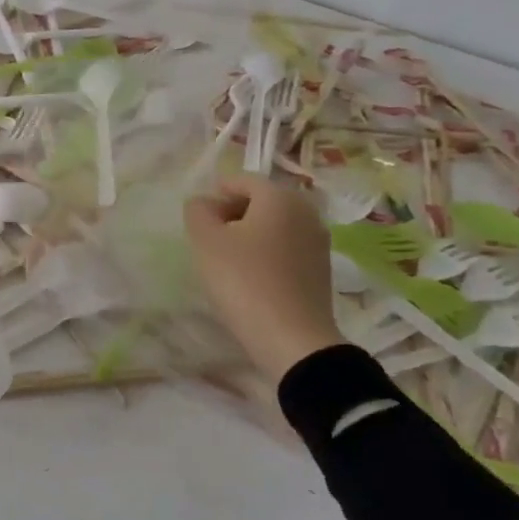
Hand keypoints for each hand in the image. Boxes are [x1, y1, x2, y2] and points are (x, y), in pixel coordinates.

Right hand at [184, 175, 342, 381]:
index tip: (199, 220)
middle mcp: (306, 212)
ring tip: (227, 260)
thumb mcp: (205, 239)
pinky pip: (286, 248)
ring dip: (249, 235)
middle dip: (232, 213)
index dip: (215, 195)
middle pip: (261, 201)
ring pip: (274, 225)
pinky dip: (266, 253)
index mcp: (280, 197)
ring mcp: (318, 242)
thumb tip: (205, 203)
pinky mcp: (321, 269)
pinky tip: (250, 277)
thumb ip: (198, 210)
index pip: (241, 180)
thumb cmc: (243, 279)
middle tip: (210, 238)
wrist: (292, 339)